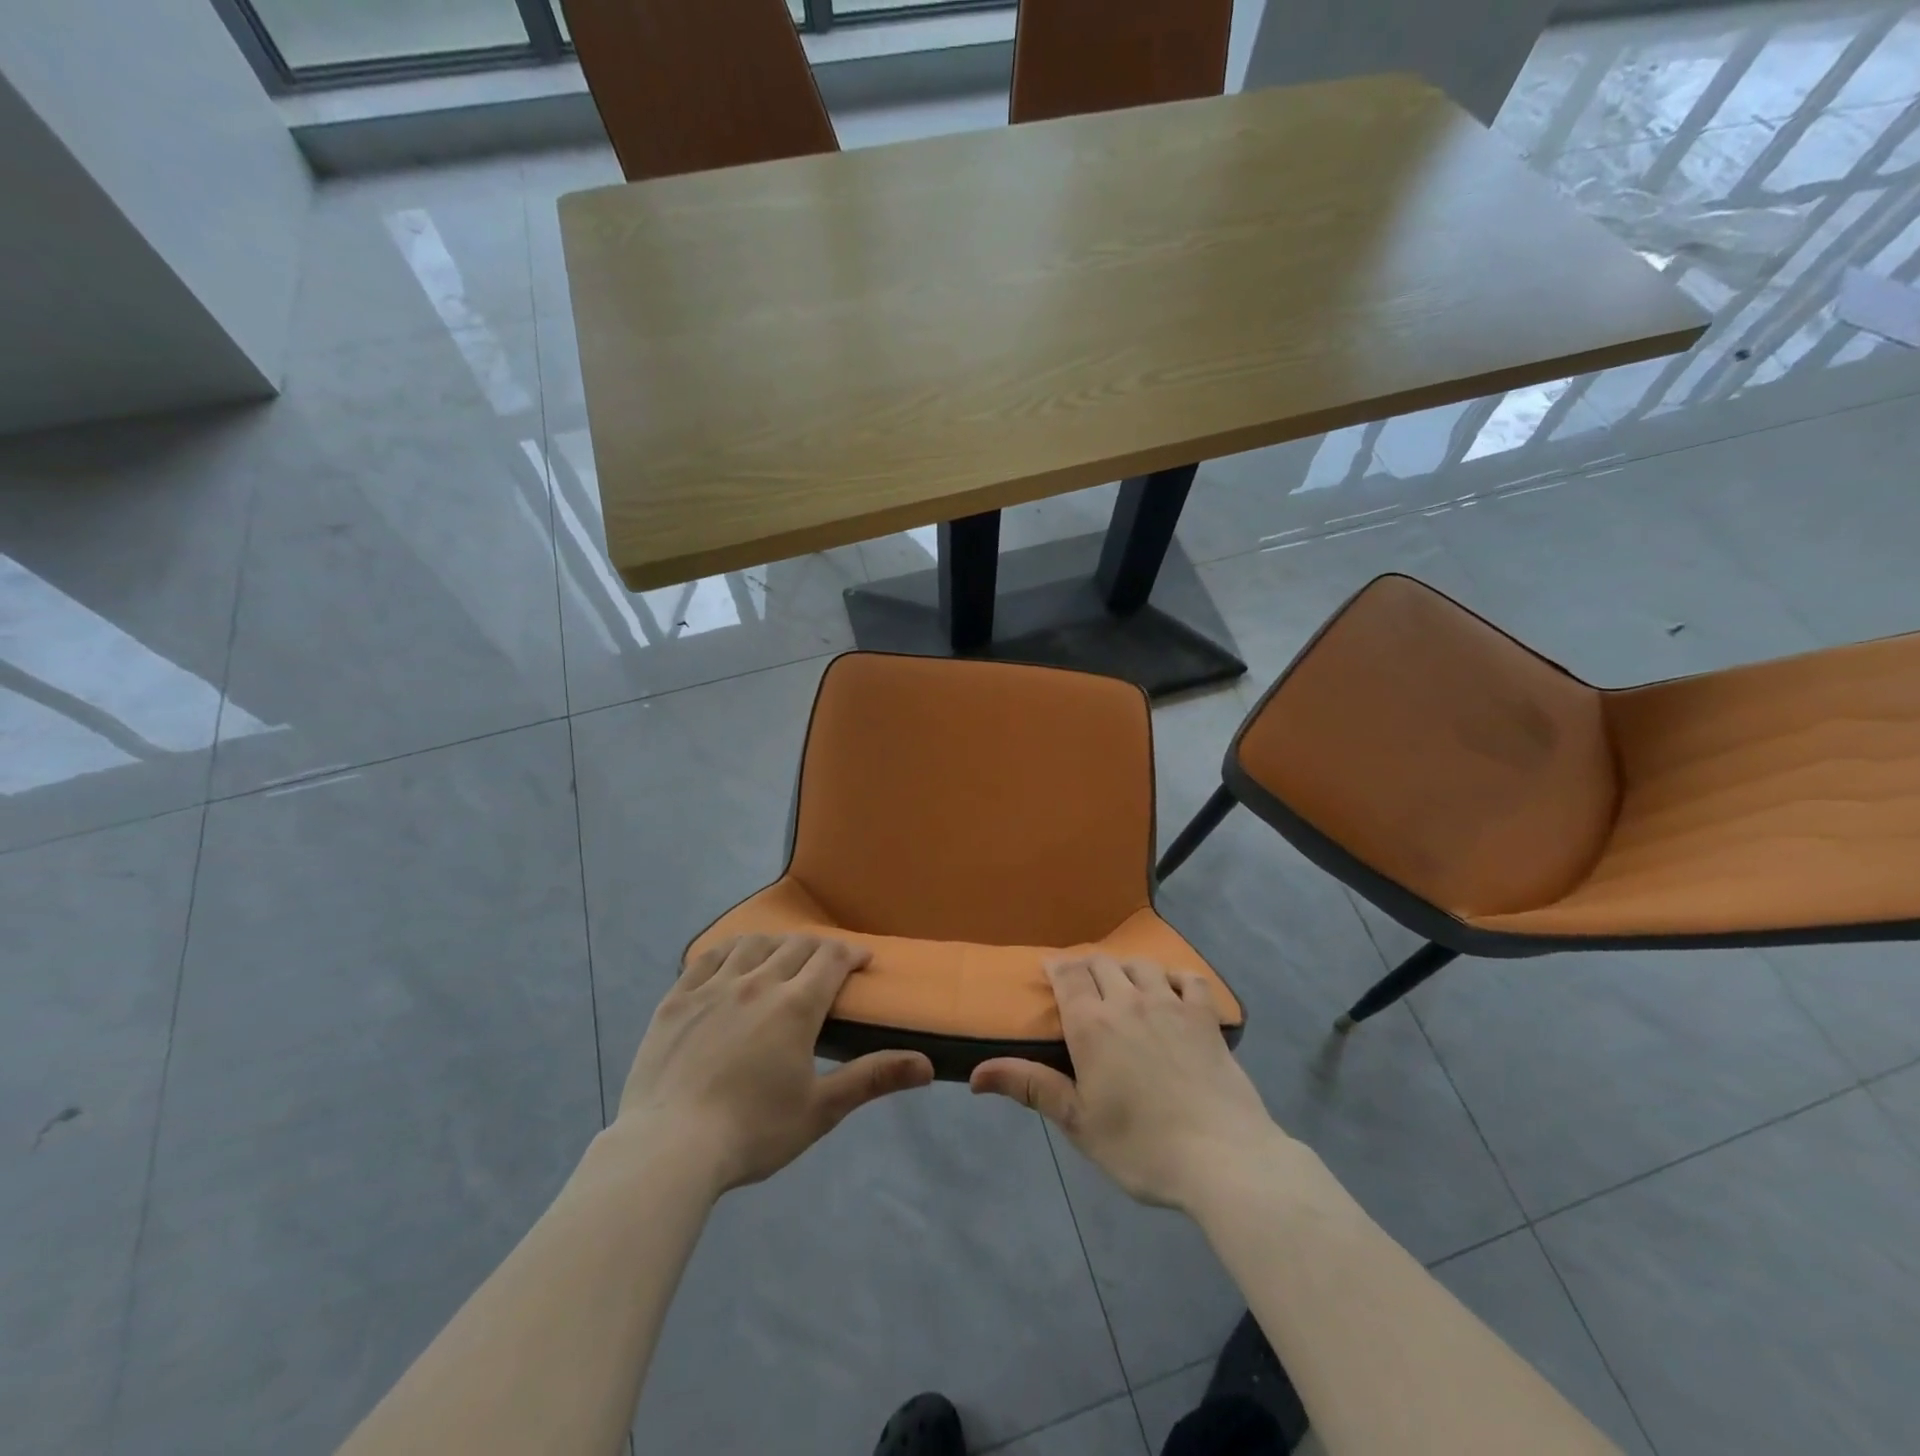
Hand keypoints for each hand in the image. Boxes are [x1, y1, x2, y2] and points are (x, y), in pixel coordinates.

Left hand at [614, 934, 933, 1194]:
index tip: (862, 961)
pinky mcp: (677, 999)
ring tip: (782, 958)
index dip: (852, 954)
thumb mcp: (820, 1110)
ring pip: (754, 944)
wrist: (668, 1149)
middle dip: (820, 949)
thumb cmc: (753, 1132)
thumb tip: (927, 1066)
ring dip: (777, 944)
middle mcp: (758, 982)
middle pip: (796, 945)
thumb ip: (872, 1078)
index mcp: (796, 1006)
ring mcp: (713, 987)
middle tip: (827, 965)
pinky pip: (708, 957)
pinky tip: (733, 960)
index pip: (832, 959)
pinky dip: (730, 950)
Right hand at [970, 956, 1279, 1210]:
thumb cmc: (1141, 1146)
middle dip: (1086, 966)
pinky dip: (1174, 977)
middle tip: (1081, 984)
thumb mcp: (1078, 1122)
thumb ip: (1029, 1087)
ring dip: (1125, 968)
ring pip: (1141, 965)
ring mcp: (1171, 1004)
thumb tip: (975, 1075)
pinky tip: (1171, 989)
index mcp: (1092, 1024)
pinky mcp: (1205, 1017)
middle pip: (1101, 963)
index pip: (1067, 975)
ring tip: (1122, 984)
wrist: (1222, 1157)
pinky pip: (1188, 979)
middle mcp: (1128, 1001)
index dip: (1056, 967)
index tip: (1050, 971)